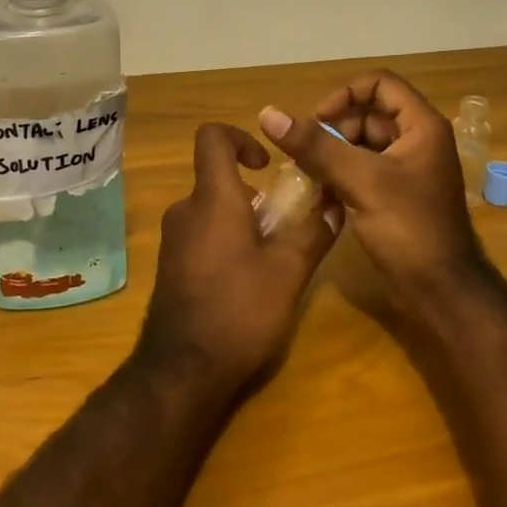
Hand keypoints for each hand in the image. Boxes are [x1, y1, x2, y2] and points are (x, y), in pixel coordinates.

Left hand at [137, 123, 341, 391]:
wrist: (182, 370)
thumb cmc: (239, 309)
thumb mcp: (288, 271)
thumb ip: (313, 232)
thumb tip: (335, 205)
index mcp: (212, 198)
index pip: (212, 138)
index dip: (241, 137)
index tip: (266, 164)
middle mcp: (186, 210)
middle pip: (219, 179)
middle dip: (255, 195)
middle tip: (286, 226)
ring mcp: (174, 239)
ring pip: (213, 210)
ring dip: (244, 222)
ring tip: (273, 258)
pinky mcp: (171, 265)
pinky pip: (202, 235)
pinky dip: (227, 242)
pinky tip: (248, 281)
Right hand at [258, 71, 486, 315]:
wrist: (441, 290)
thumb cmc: (409, 228)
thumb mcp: (361, 181)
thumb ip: (316, 146)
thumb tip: (269, 114)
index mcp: (421, 126)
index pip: (379, 83)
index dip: (344, 94)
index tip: (317, 121)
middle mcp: (417, 140)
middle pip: (367, 114)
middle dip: (333, 130)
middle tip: (304, 155)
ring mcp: (407, 168)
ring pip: (361, 144)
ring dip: (332, 154)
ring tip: (307, 176)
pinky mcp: (396, 194)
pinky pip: (362, 169)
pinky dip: (340, 175)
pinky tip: (319, 193)